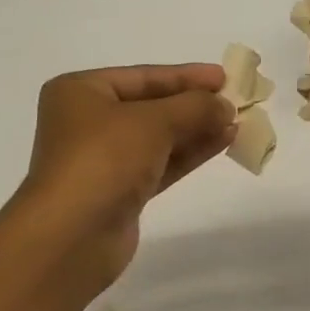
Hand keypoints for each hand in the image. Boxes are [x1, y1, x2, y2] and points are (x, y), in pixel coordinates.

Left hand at [11, 63, 235, 283]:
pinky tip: (221, 144)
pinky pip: (160, 164)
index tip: (224, 76)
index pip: (142, 76)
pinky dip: (189, 154)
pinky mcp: (120, 192)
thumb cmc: (104, 160)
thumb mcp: (153, 122)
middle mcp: (88, 122)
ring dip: (196, 130)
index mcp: (81, 92)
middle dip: (193, 105)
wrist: (73, 235)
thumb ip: (194, 107)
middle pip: (151, 106)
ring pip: (158, 138)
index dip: (185, 76)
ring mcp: (103, 160)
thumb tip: (225, 105)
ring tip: (236, 123)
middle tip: (236, 101)